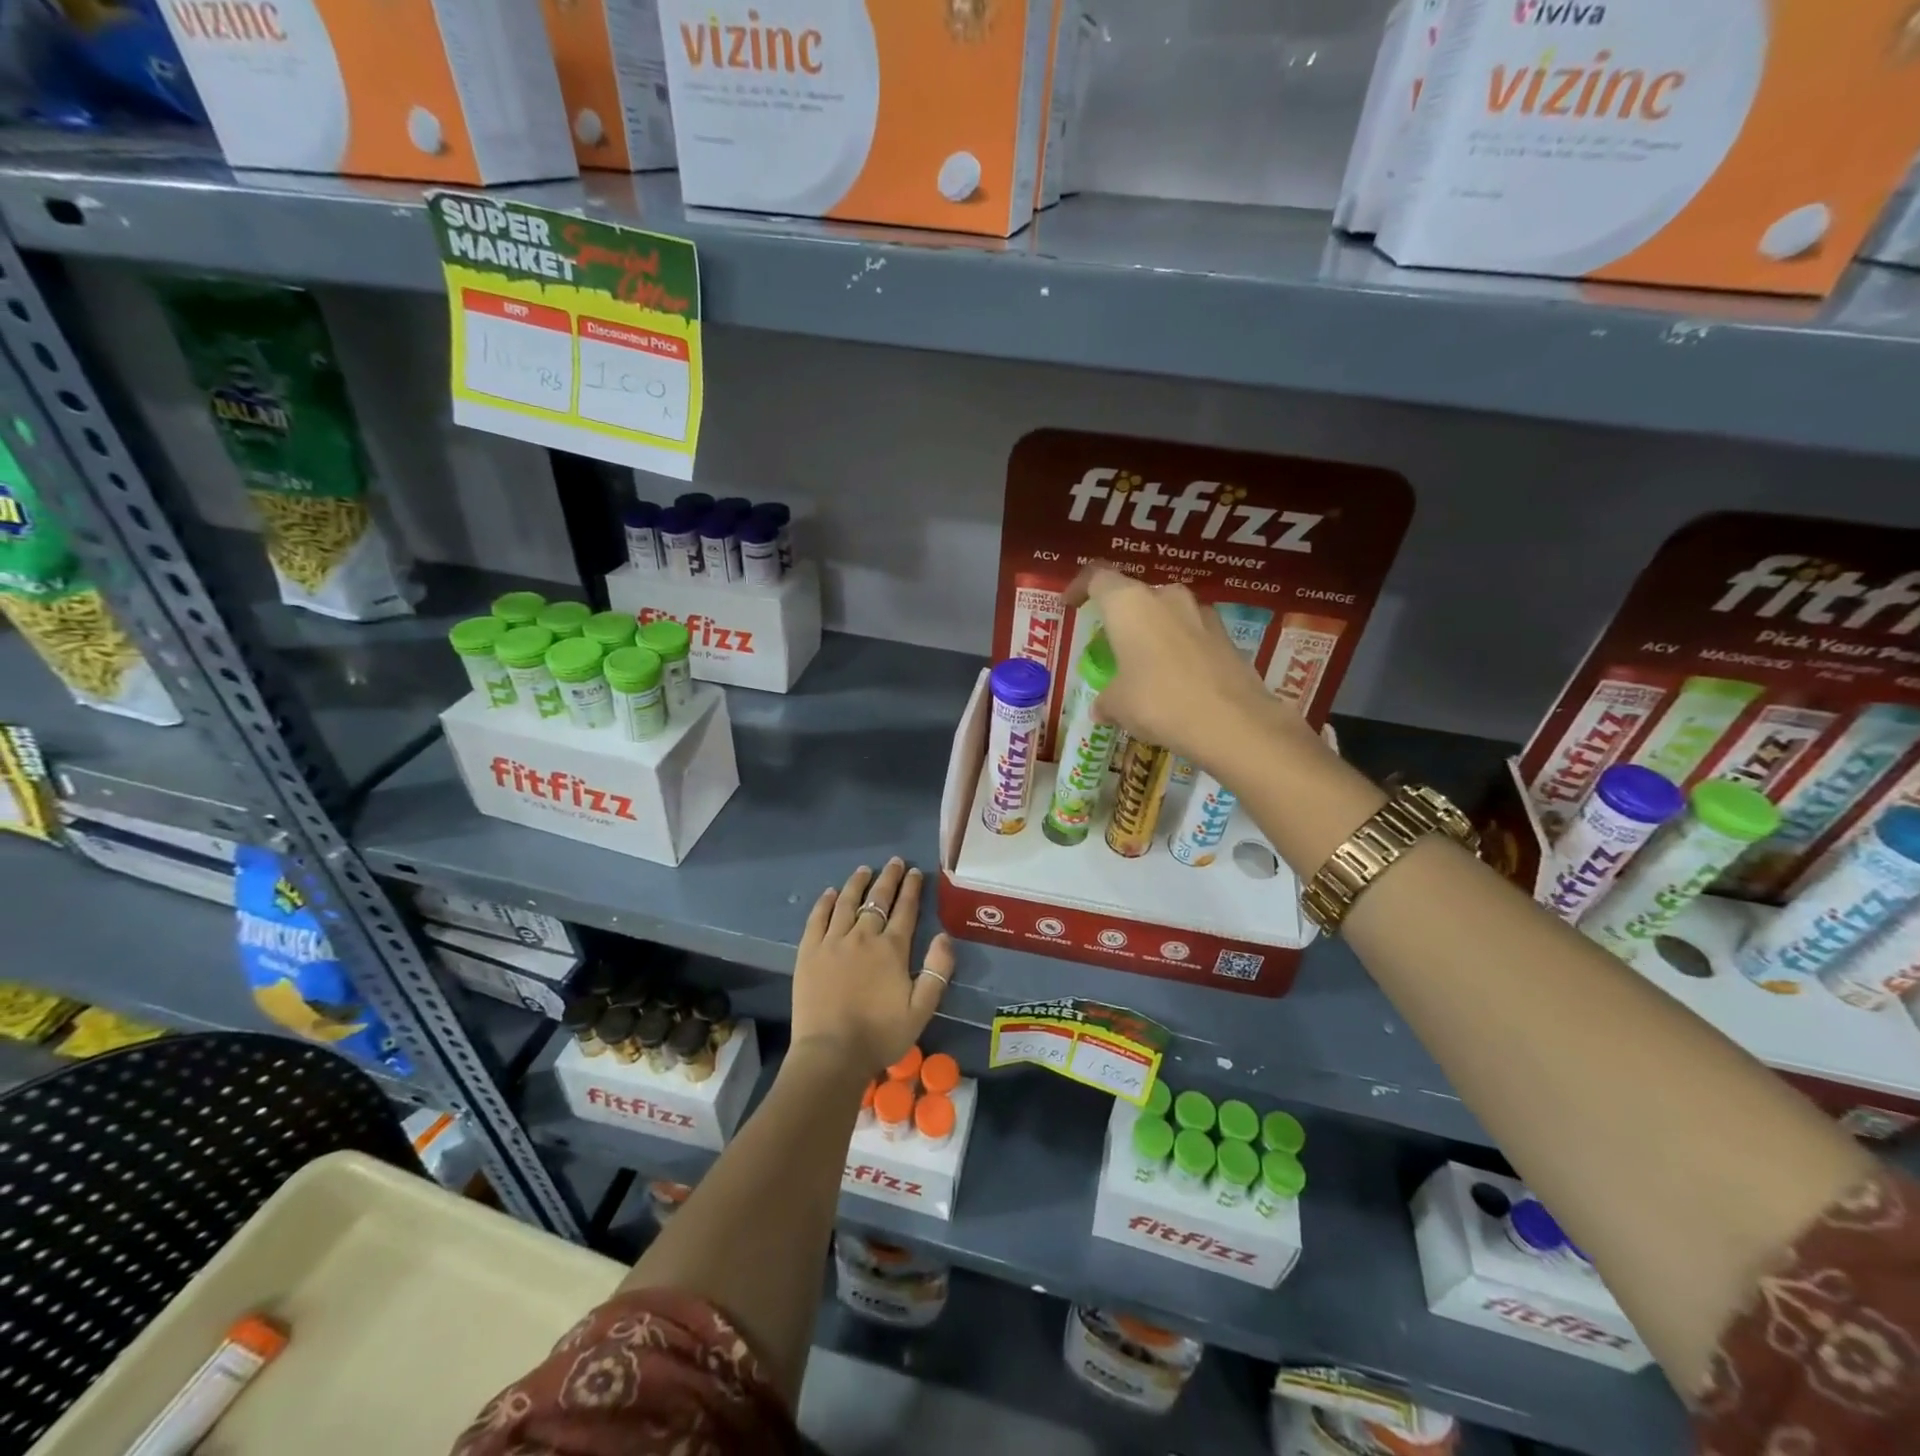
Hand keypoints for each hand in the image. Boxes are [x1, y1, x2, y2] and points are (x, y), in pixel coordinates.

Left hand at [791, 858, 954, 1074]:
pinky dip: (826, 902)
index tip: (916, 872)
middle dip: (888, 878)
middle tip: (894, 862)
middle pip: (877, 899)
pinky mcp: (809, 952)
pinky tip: (831, 893)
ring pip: (847, 902)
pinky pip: (817, 918)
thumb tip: (943, 936)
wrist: (832, 1053)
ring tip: (864, 869)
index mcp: (891, 949)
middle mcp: (863, 936)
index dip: (912, 889)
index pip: (905, 910)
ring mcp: (833, 942)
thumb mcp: (922, 1009)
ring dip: (858, 883)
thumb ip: (937, 971)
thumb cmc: (880, 1035)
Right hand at [1065, 565, 1299, 767]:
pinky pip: (1192, 636)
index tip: (1070, 605)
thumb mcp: (1118, 705)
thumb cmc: (1158, 702)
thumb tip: (1102, 707)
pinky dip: (1179, 651)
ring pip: (1167, 614)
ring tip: (1144, 666)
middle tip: (1111, 646)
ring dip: (1153, 634)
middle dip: (1121, 618)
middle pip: (1135, 596)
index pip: (1097, 578)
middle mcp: (1166, 597)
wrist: (1232, 722)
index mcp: (1129, 604)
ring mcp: (1202, 614)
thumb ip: (1105, 699)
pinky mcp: (1227, 637)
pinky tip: (1176, 681)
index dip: (1079, 588)